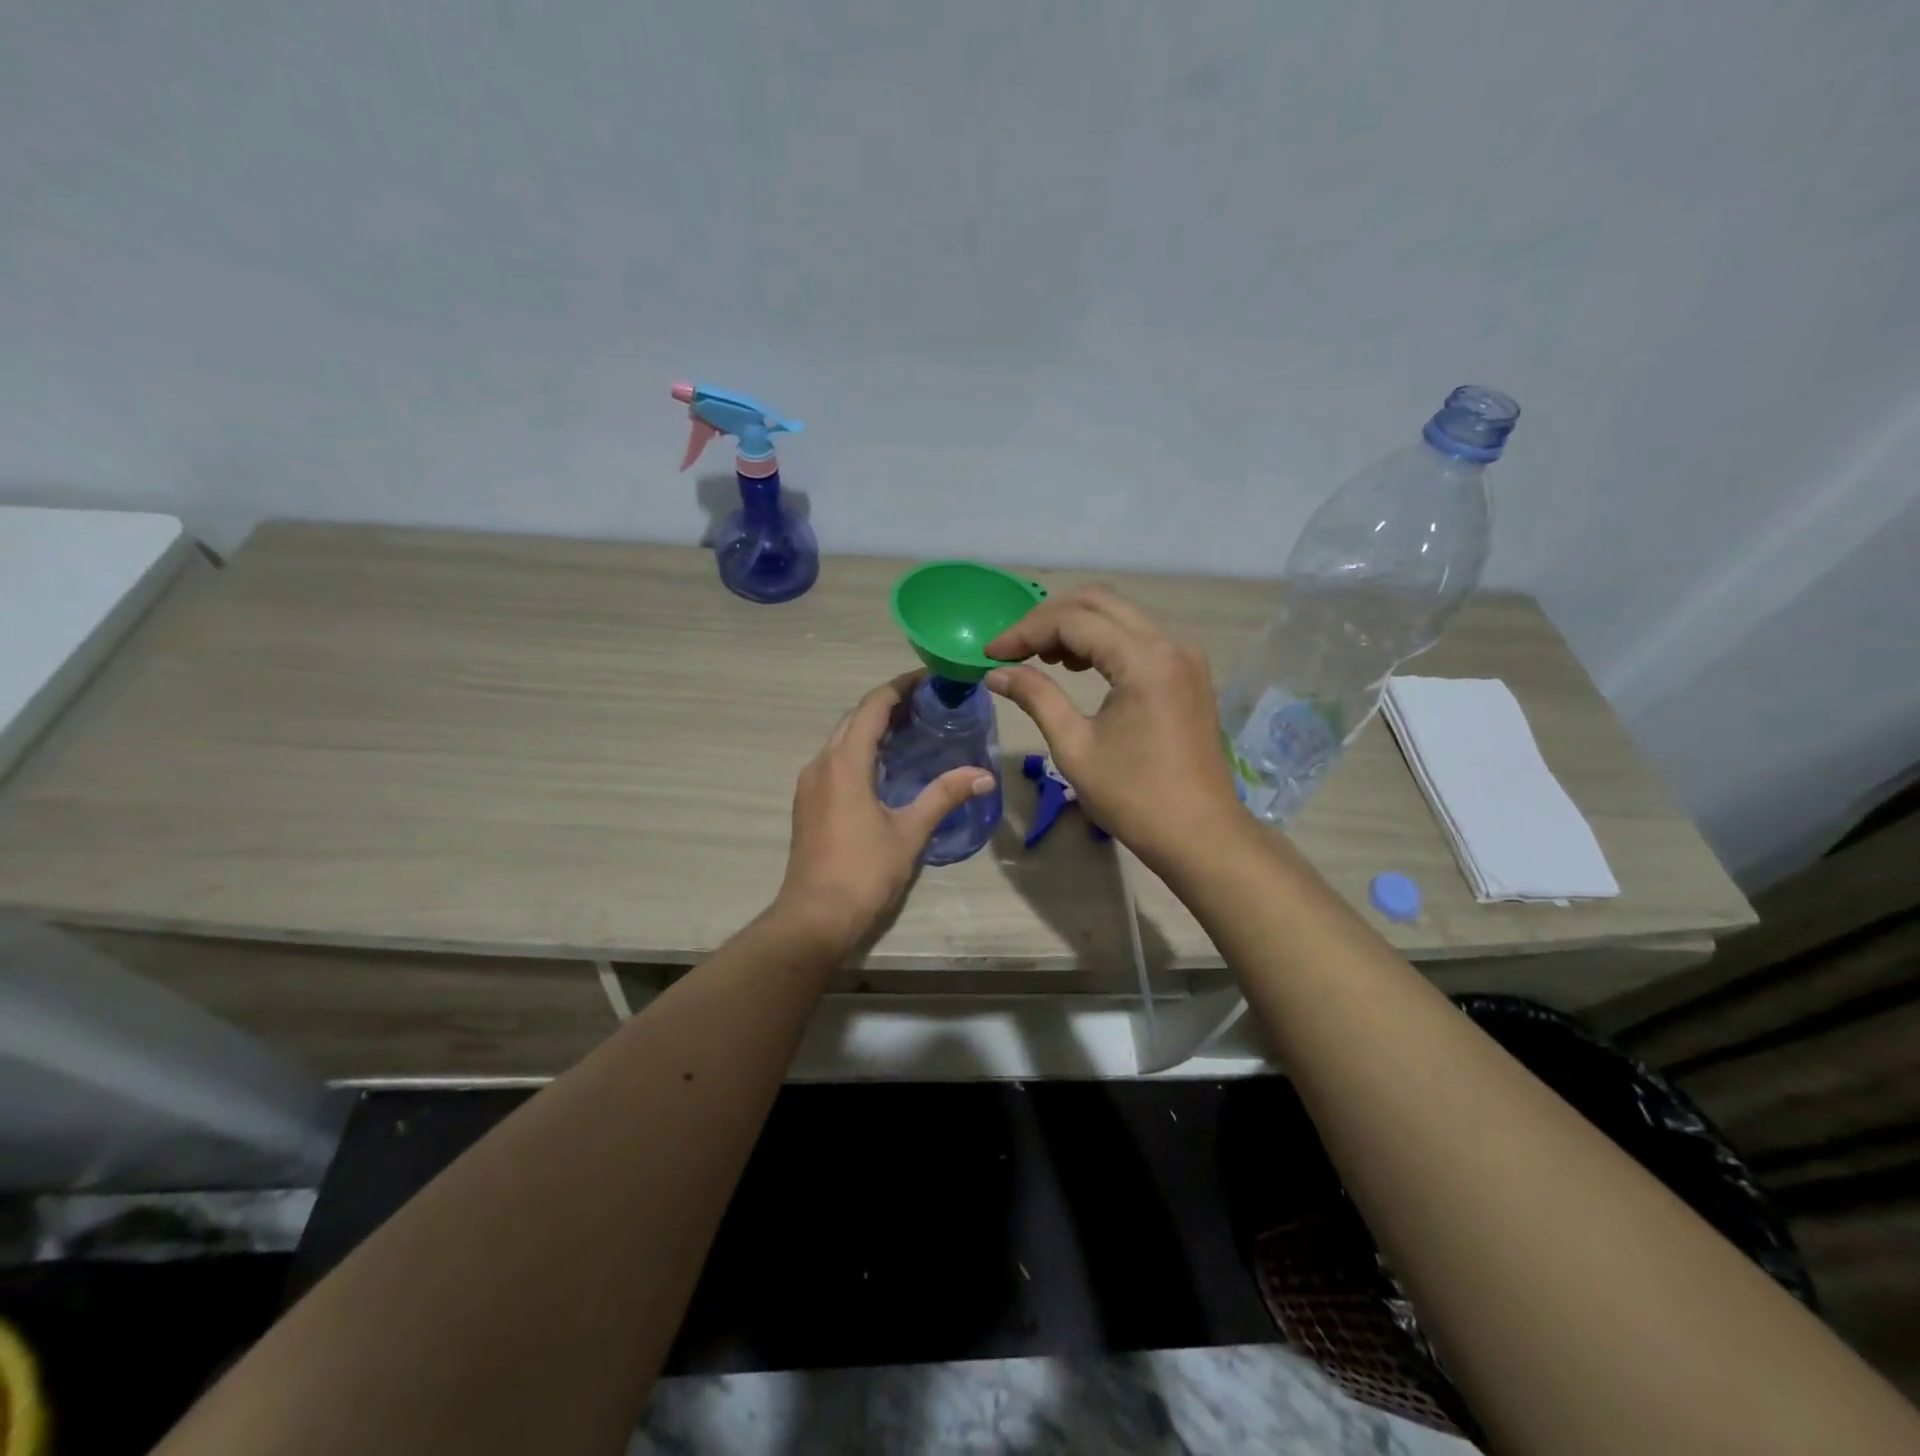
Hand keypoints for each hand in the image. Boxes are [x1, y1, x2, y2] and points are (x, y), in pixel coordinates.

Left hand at [774, 673, 996, 953]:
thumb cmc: (864, 870)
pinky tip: (885, 765)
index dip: (901, 686)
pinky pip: (835, 761)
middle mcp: (821, 764)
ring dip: (872, 727)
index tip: (930, 677)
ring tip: (911, 729)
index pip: (873, 706)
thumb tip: (984, 775)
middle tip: (927, 703)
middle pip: (854, 718)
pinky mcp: (808, 803)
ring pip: (841, 739)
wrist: (815, 916)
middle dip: (888, 704)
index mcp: (845, 762)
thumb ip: (944, 796)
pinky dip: (860, 750)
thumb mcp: (910, 831)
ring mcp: (810, 784)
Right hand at [985, 586, 1242, 870]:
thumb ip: (1036, 698)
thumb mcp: (1074, 747)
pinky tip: (1078, 666)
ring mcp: (1184, 656)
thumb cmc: (1134, 797)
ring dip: (1076, 626)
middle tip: (1013, 648)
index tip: (991, 654)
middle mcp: (1169, 643)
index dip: (1025, 631)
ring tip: (1040, 658)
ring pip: (1120, 615)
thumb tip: (996, 673)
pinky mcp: (1187, 673)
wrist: (1200, 835)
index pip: (1073, 620)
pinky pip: (1138, 637)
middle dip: (1048, 618)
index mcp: (1144, 659)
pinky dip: (1102, 641)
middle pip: (1099, 602)